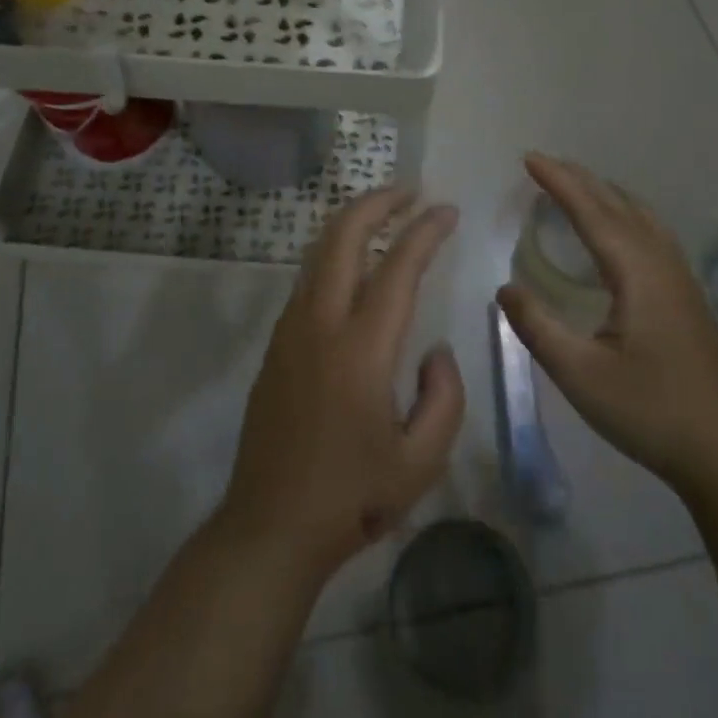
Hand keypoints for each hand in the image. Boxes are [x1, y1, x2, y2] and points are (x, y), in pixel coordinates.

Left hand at [220, 189, 465, 582]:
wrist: (270, 527)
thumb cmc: (352, 498)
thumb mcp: (422, 461)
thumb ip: (444, 396)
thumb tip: (434, 348)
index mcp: (362, 349)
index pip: (398, 268)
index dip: (425, 231)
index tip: (447, 210)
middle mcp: (321, 324)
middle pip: (344, 237)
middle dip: (377, 202)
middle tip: (410, 191)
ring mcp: (292, 330)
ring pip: (320, 252)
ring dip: (352, 222)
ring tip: (384, 214)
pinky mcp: (277, 344)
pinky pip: (309, 279)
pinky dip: (335, 253)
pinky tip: (355, 264)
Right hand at [498, 154, 717, 504]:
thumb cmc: (651, 413)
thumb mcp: (580, 375)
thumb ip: (537, 327)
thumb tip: (504, 288)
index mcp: (638, 272)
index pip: (592, 212)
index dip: (559, 182)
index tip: (529, 158)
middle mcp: (662, 264)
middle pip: (618, 205)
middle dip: (580, 180)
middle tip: (544, 164)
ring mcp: (681, 279)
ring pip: (640, 216)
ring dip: (604, 194)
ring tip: (576, 186)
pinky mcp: (687, 297)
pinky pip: (651, 233)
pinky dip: (624, 214)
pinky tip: (617, 233)